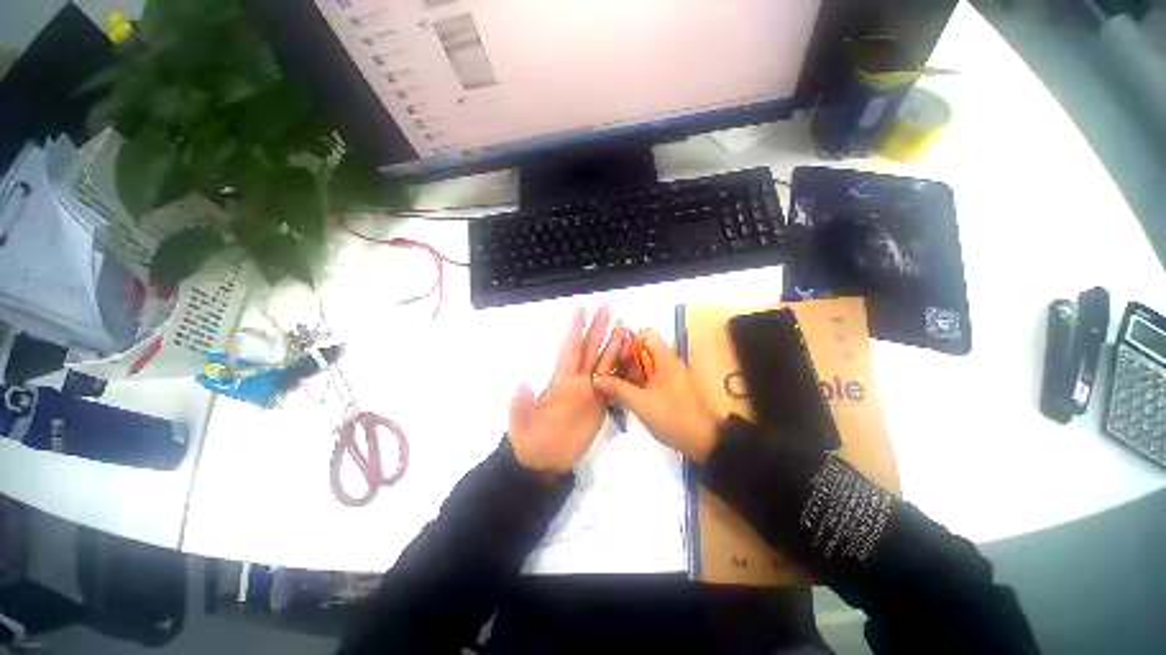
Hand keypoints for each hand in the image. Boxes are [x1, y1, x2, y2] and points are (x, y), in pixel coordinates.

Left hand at [508, 305, 627, 476]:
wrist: (546, 462)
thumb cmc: (531, 442)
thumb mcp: (521, 423)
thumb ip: (522, 403)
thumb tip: (521, 379)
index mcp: (561, 380)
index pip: (570, 348)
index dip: (575, 328)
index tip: (581, 306)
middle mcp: (578, 380)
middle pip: (591, 348)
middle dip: (599, 326)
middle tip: (608, 304)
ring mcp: (591, 390)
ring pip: (605, 361)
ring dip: (614, 342)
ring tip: (624, 323)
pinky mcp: (601, 403)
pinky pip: (614, 381)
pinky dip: (623, 368)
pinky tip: (631, 356)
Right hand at [593, 330, 723, 463]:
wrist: (704, 441)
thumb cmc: (673, 417)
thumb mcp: (641, 403)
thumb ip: (618, 388)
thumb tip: (596, 378)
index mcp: (665, 359)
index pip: (646, 334)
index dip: (629, 343)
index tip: (617, 361)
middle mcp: (667, 363)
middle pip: (642, 350)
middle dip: (624, 360)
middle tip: (609, 376)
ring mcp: (669, 376)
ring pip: (644, 365)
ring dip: (628, 373)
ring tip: (612, 388)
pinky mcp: (668, 388)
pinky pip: (648, 378)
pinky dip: (635, 383)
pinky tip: (623, 396)